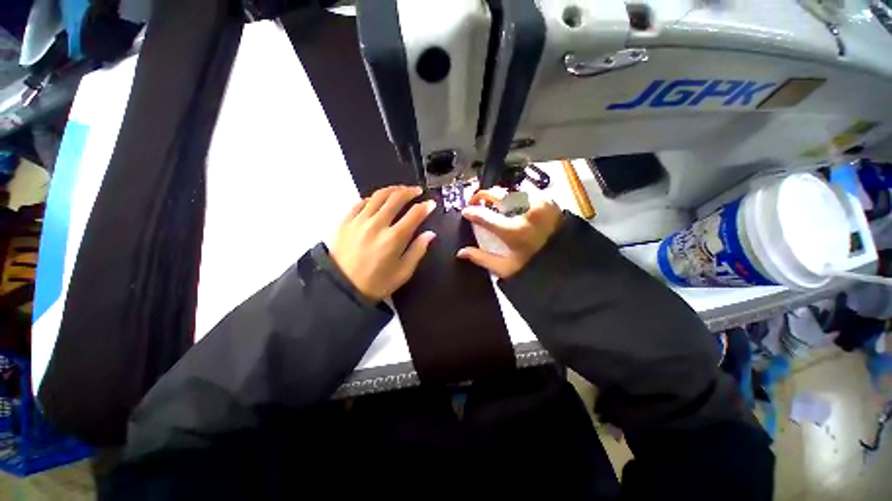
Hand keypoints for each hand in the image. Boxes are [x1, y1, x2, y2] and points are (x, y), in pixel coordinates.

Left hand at [331, 186, 436, 300]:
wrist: (341, 288)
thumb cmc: (376, 283)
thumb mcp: (403, 272)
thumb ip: (418, 251)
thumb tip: (430, 234)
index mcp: (394, 238)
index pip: (414, 214)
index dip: (425, 206)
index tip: (431, 203)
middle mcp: (377, 224)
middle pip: (396, 198)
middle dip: (410, 191)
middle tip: (417, 191)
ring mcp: (359, 220)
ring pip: (378, 195)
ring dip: (393, 190)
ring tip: (401, 190)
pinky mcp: (346, 220)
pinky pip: (361, 202)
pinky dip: (373, 198)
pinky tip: (378, 200)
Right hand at [457, 191, 561, 278]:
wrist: (567, 261)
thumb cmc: (535, 267)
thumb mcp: (506, 268)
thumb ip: (482, 258)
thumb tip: (461, 252)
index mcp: (514, 231)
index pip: (485, 215)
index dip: (471, 212)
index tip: (466, 212)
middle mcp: (527, 212)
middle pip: (497, 194)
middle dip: (482, 195)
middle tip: (476, 201)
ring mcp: (540, 203)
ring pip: (511, 191)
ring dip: (500, 196)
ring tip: (495, 204)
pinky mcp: (549, 200)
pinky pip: (526, 191)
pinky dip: (516, 196)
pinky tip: (513, 205)